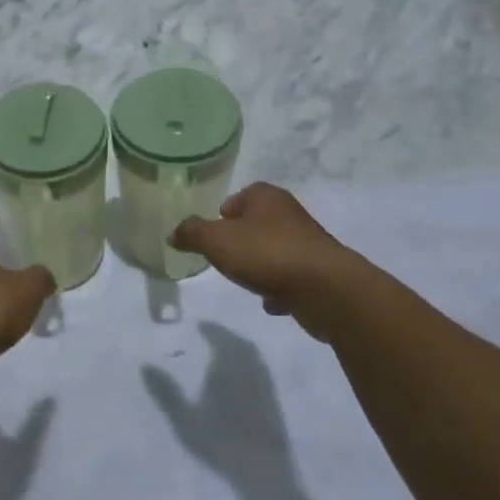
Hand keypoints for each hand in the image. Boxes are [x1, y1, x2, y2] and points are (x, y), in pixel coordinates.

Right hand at [142, 323, 292, 485]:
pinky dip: (250, 363)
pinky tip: (243, 377)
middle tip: (212, 333)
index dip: (210, 329)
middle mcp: (249, 369)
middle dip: (226, 335)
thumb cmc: (220, 442)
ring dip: (239, 348)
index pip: (220, 338)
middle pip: (239, 344)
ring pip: (253, 357)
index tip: (199, 325)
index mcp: (227, 366)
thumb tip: (145, 365)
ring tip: (225, 351)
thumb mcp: (185, 419)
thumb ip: (166, 392)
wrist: (264, 472)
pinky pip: (261, 370)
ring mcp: (265, 386)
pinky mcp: (274, 403)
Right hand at [170, 183, 374, 338]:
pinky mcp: (320, 273)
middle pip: (257, 223)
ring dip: (261, 266)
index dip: (223, 214)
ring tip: (246, 281)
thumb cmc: (267, 253)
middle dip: (241, 241)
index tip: (213, 234)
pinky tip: (271, 302)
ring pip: (274, 251)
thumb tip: (173, 232)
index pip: (241, 196)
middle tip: (225, 258)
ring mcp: (308, 243)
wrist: (326, 289)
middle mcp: (290, 214)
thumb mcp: (216, 240)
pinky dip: (279, 289)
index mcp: (266, 197)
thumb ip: (192, 233)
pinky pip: (291, 278)